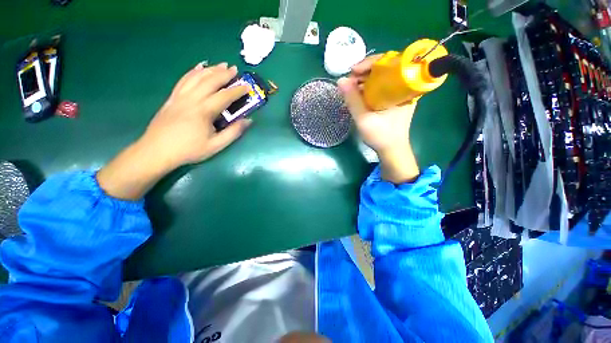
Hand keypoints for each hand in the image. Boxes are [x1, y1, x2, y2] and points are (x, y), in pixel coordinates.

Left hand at [97, 62, 251, 199]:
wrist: (157, 151)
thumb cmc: (189, 150)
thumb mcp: (216, 146)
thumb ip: (233, 133)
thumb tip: (248, 121)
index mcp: (204, 111)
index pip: (224, 96)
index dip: (237, 90)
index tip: (247, 87)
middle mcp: (192, 99)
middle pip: (210, 81)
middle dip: (224, 74)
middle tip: (234, 69)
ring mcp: (179, 96)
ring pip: (196, 77)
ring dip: (210, 69)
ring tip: (220, 65)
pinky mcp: (172, 98)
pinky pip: (183, 80)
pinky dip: (192, 72)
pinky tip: (199, 67)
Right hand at [338, 55, 419, 183]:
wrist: (391, 150)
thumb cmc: (381, 136)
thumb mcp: (364, 119)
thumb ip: (352, 100)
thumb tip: (341, 80)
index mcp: (403, 89)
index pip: (390, 63)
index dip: (371, 62)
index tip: (354, 70)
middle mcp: (404, 87)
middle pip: (386, 68)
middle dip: (365, 71)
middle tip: (350, 79)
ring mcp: (399, 93)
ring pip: (382, 78)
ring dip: (365, 80)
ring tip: (351, 86)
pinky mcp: (394, 100)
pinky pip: (381, 87)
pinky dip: (368, 87)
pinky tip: (358, 93)